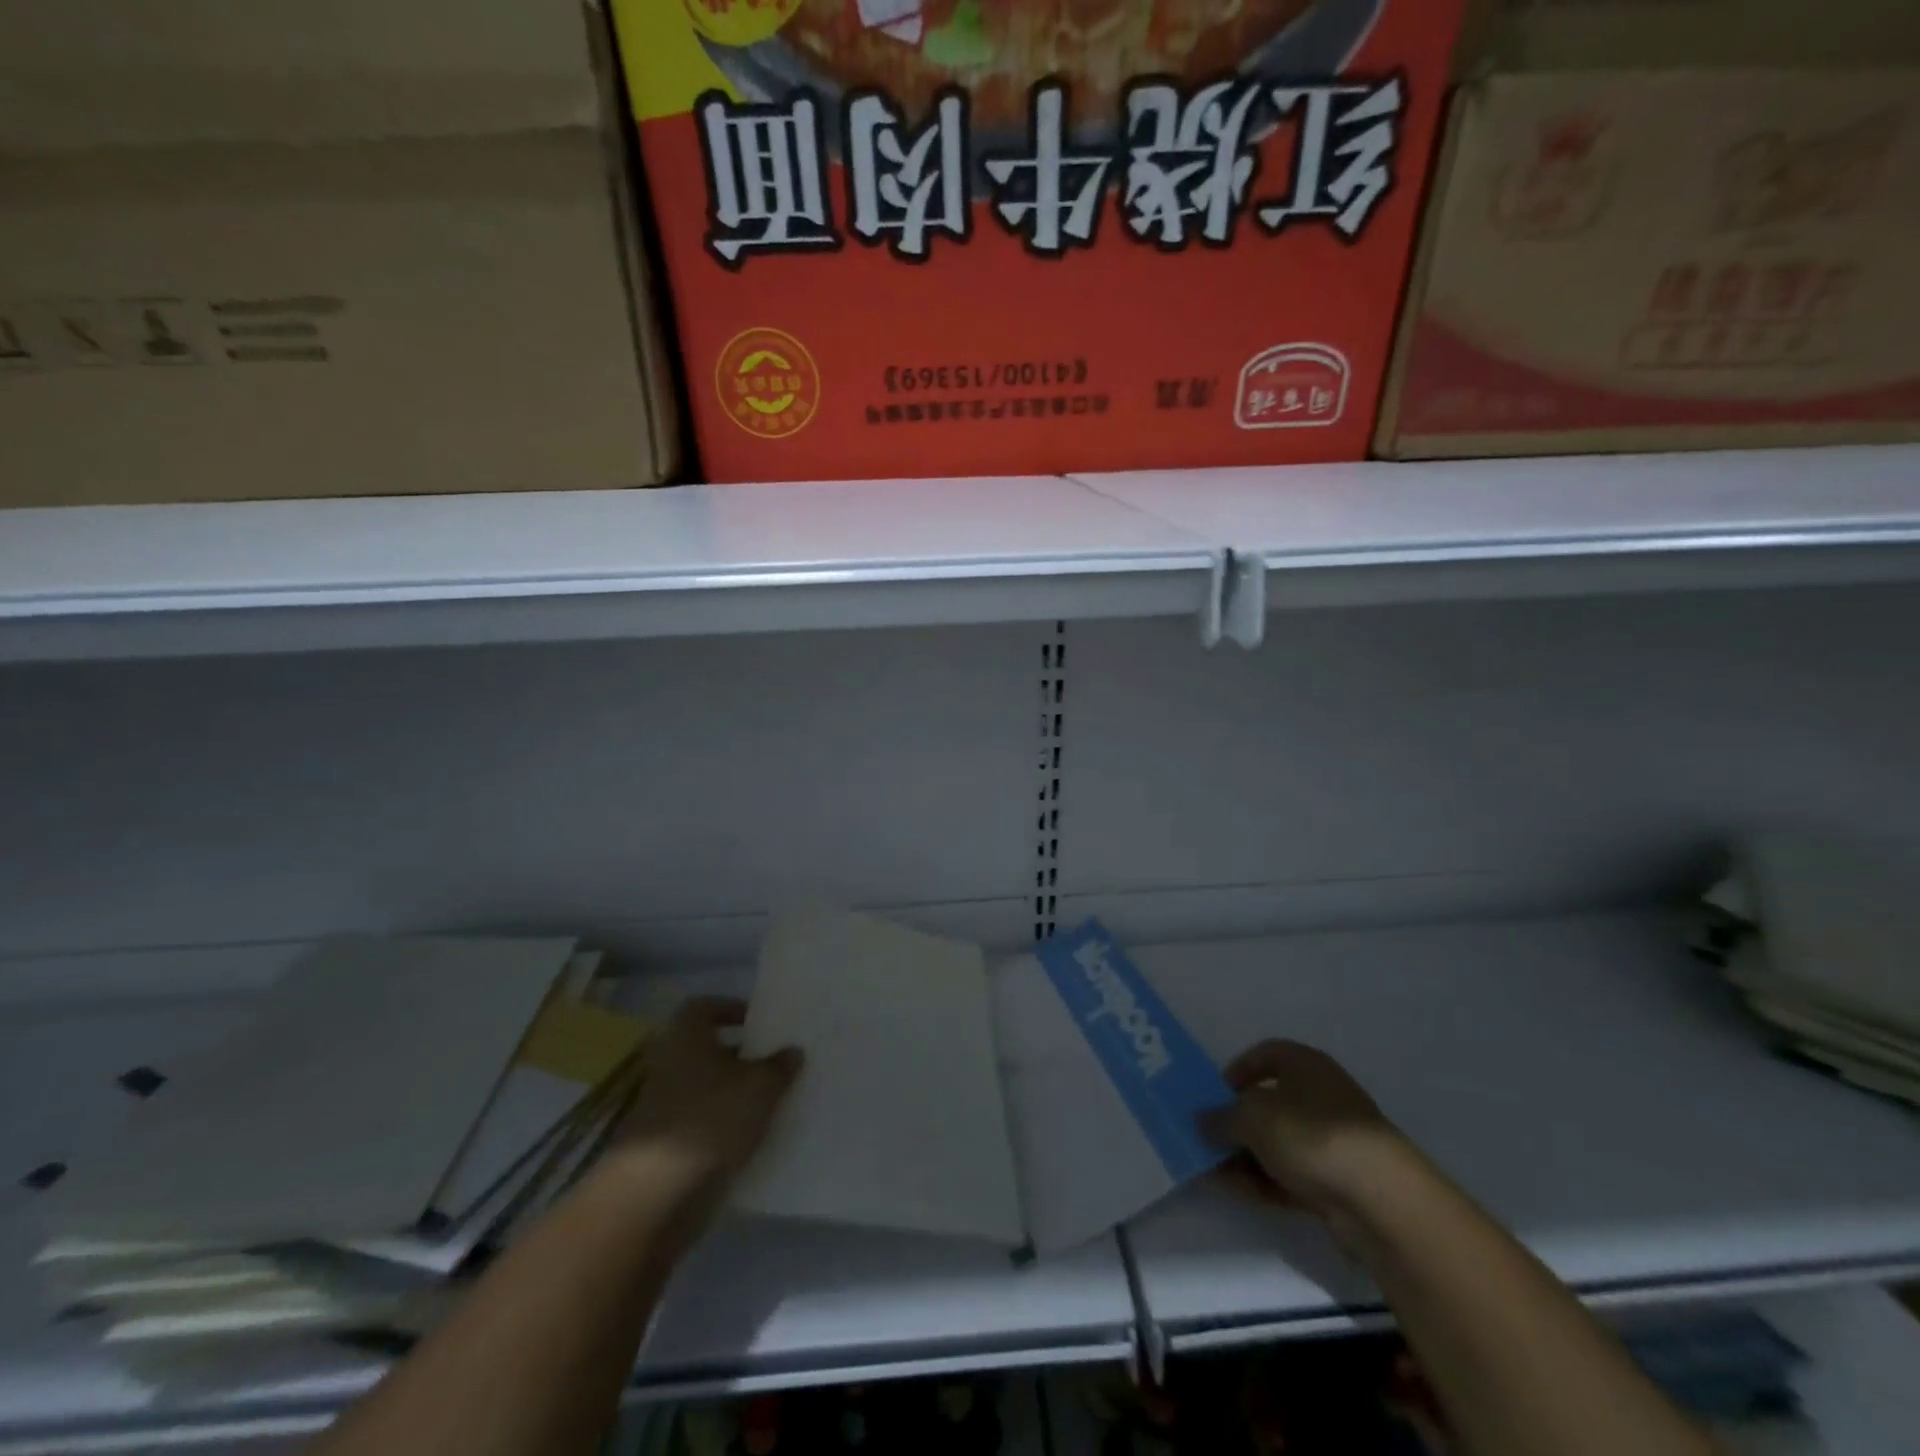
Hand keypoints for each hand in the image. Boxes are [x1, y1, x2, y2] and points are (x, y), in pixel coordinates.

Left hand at [611, 997, 802, 1191]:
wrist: (656, 1194)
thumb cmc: (710, 1119)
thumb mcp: (760, 1087)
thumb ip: (779, 1066)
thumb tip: (793, 1051)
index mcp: (686, 1037)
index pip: (704, 1007)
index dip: (731, 1009)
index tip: (759, 1021)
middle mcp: (670, 1064)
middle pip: (707, 1049)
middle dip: (741, 1054)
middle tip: (775, 1060)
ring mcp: (664, 1106)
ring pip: (706, 1087)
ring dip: (734, 1091)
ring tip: (773, 1098)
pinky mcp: (666, 1144)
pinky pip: (702, 1121)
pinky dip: (724, 1123)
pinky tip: (753, 1134)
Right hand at [1200, 1039, 1408, 1217]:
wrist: (1381, 1200)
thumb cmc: (1311, 1134)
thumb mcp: (1252, 1117)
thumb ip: (1221, 1118)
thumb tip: (1202, 1121)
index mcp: (1305, 1064)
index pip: (1264, 1054)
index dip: (1236, 1070)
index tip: (1213, 1094)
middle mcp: (1320, 1096)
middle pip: (1268, 1103)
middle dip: (1235, 1123)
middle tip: (1206, 1139)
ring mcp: (1332, 1141)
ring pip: (1277, 1143)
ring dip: (1245, 1156)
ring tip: (1212, 1172)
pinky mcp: (1338, 1182)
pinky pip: (1291, 1175)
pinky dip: (1264, 1181)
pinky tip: (1238, 1192)